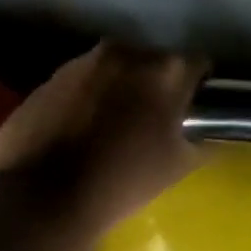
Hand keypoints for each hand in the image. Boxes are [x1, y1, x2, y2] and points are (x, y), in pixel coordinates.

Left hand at [0, 43, 206, 237]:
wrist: (42, 198)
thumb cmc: (122, 180)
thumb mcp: (178, 166)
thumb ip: (202, 141)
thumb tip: (208, 136)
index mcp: (166, 70)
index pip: (198, 66)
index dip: (198, 90)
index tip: (192, 113)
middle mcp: (125, 52)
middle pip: (153, 62)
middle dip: (155, 86)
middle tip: (151, 122)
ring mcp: (82, 62)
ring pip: (114, 70)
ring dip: (119, 89)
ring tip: (111, 128)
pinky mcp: (48, 77)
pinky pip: (80, 82)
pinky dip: (86, 98)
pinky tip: (79, 132)